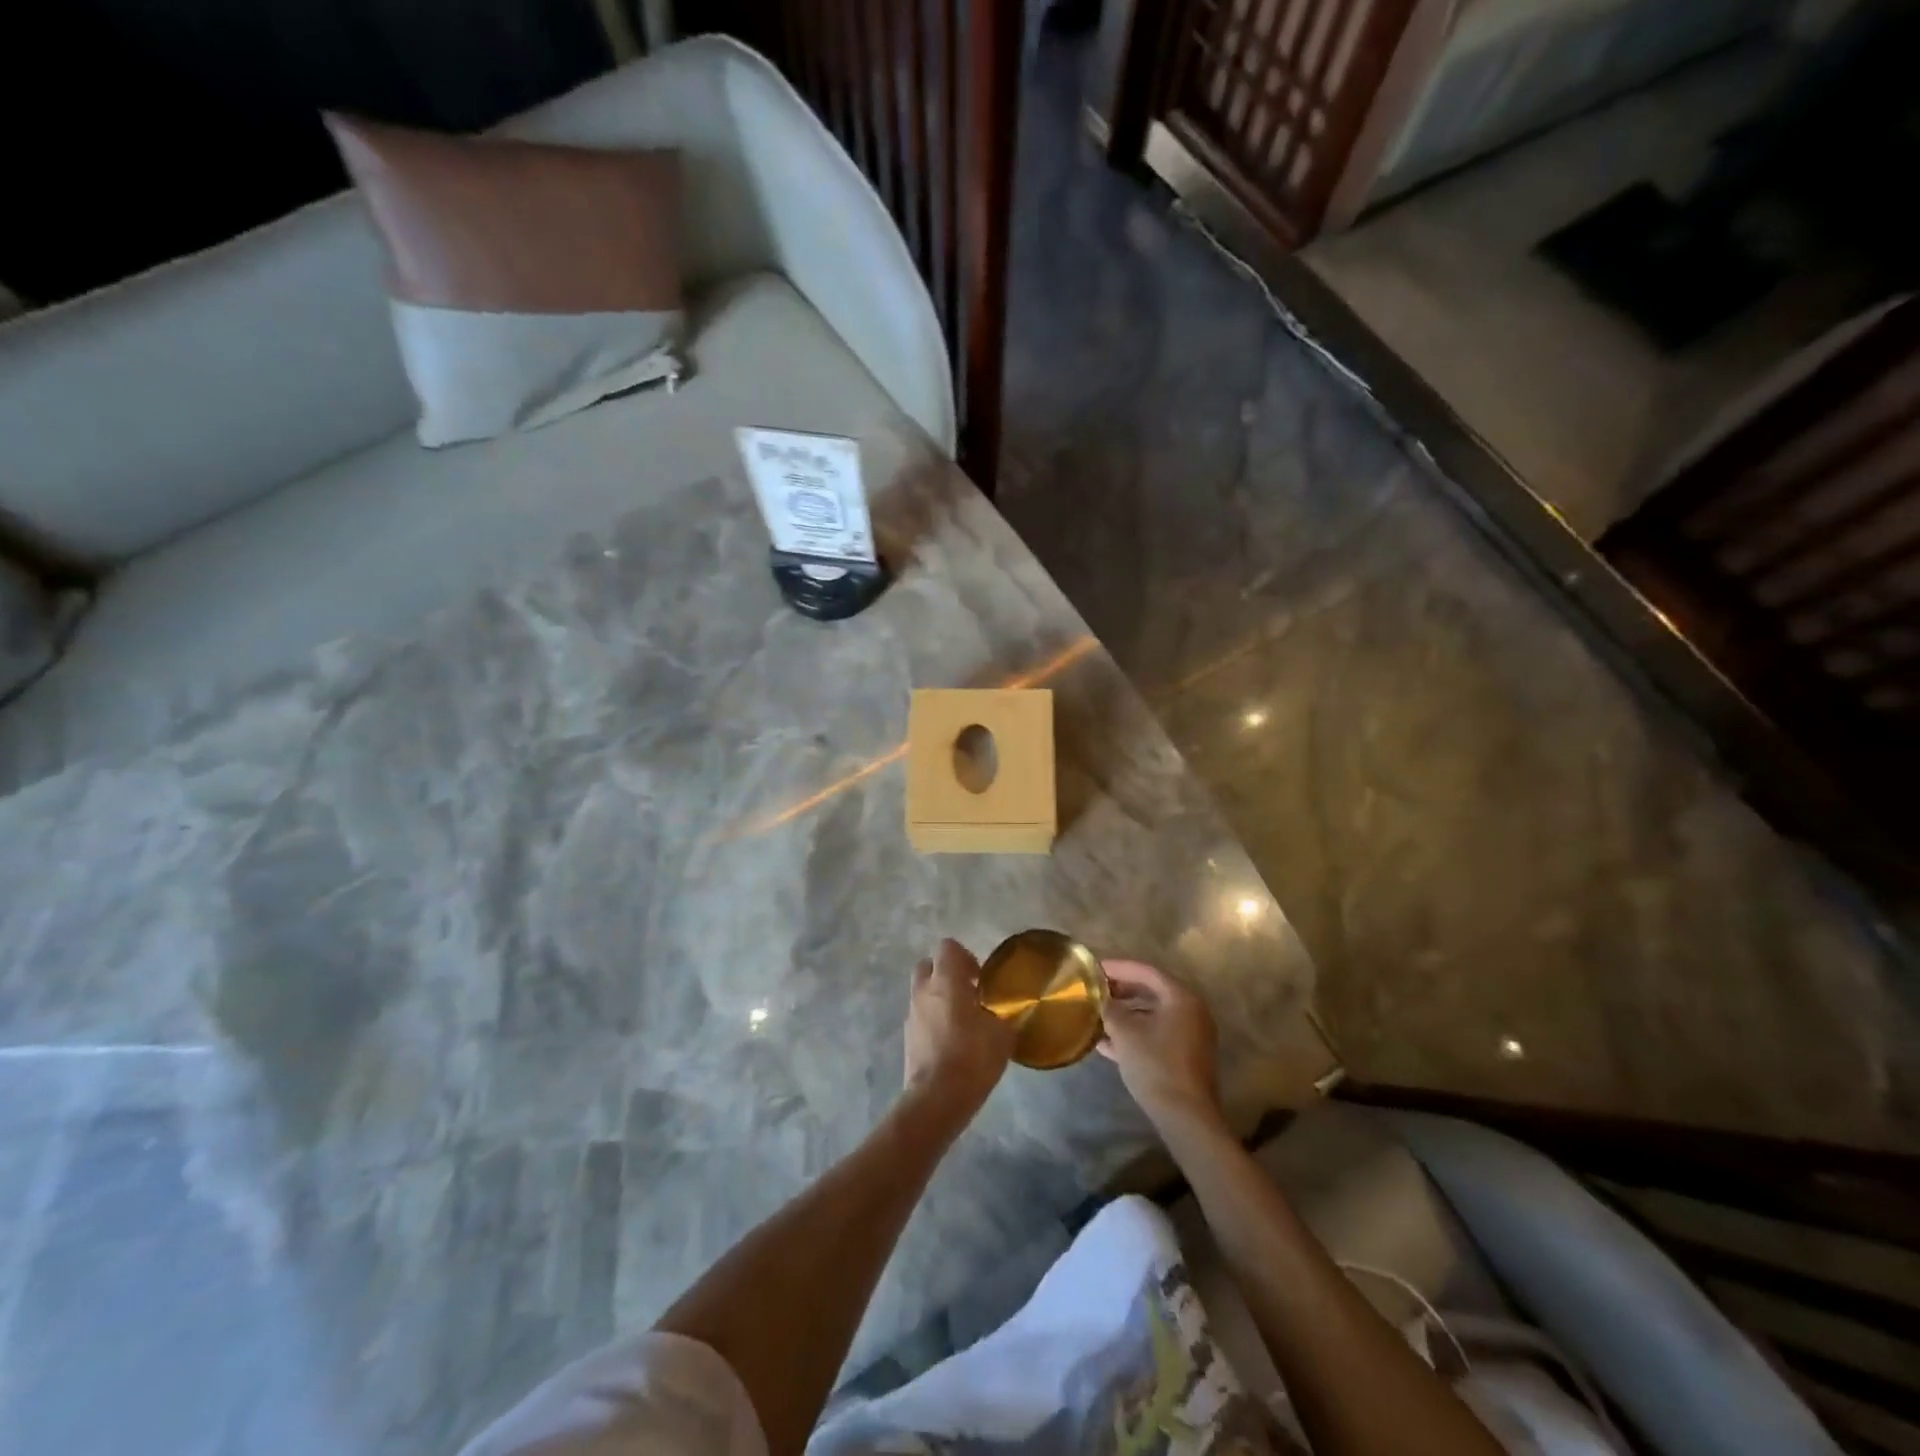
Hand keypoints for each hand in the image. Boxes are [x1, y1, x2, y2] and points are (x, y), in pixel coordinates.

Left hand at [904, 939, 1014, 1115]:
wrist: (936, 1098)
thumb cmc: (972, 1058)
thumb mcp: (1002, 1035)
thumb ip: (999, 1015)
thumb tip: (997, 1013)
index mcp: (946, 981)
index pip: (947, 947)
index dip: (965, 956)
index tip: (980, 978)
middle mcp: (923, 991)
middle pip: (929, 965)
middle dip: (947, 973)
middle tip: (969, 993)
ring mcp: (911, 1013)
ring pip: (923, 992)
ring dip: (939, 998)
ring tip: (962, 1021)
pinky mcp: (907, 1036)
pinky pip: (920, 1016)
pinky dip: (933, 1019)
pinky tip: (951, 1041)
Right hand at [1099, 959, 1222, 1131]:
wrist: (1185, 1117)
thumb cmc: (1155, 1065)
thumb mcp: (1125, 1032)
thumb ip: (1109, 1008)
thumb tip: (1098, 997)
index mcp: (1181, 998)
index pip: (1146, 971)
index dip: (1117, 967)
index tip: (1093, 968)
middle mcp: (1191, 1011)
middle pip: (1151, 991)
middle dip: (1120, 990)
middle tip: (1094, 990)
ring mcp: (1190, 1035)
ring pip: (1152, 1014)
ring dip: (1125, 1014)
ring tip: (1096, 1015)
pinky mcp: (1185, 1056)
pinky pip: (1156, 1034)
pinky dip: (1134, 1033)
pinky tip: (1106, 1043)